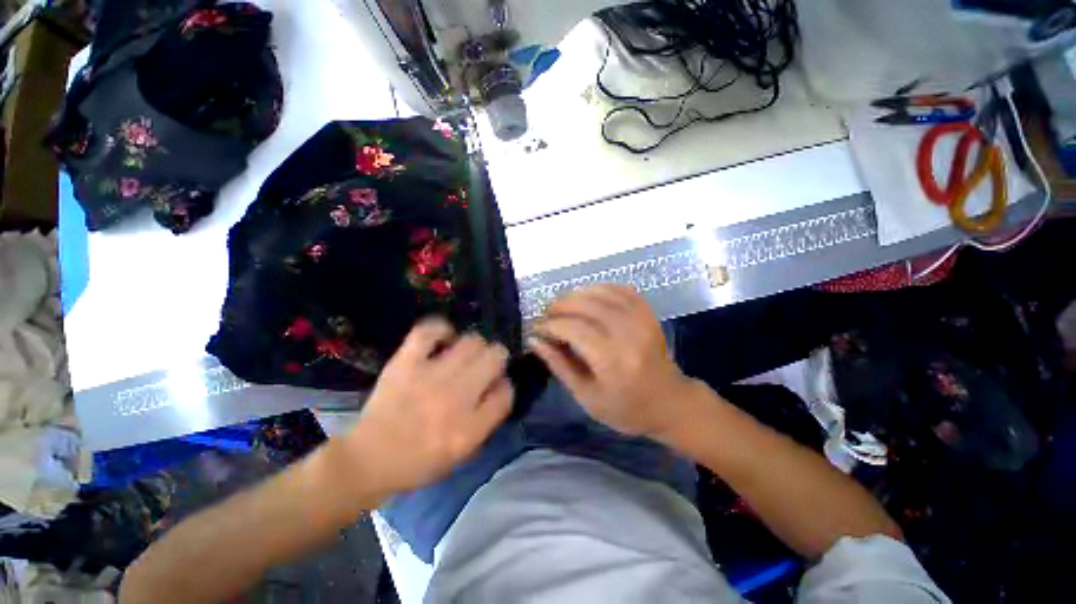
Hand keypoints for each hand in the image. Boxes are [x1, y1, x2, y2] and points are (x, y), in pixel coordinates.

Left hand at [346, 319, 512, 493]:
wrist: (368, 459)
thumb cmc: (419, 460)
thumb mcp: (463, 452)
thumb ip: (488, 419)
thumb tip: (500, 385)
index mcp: (471, 427)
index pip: (507, 391)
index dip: (504, 385)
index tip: (495, 386)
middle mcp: (457, 397)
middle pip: (496, 357)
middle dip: (496, 359)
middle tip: (482, 367)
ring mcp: (431, 376)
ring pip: (472, 341)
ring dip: (474, 346)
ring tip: (464, 355)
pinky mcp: (406, 363)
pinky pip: (430, 331)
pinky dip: (441, 330)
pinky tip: (444, 339)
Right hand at [530, 285, 694, 437]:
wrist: (670, 403)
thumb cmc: (625, 409)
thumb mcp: (586, 396)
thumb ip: (559, 365)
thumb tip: (535, 340)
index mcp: (612, 361)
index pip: (574, 329)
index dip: (551, 325)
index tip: (537, 328)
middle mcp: (628, 335)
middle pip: (587, 305)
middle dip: (560, 305)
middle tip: (546, 314)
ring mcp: (642, 321)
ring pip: (603, 293)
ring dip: (577, 294)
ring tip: (562, 305)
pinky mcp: (648, 315)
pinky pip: (622, 290)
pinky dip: (601, 288)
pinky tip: (588, 296)